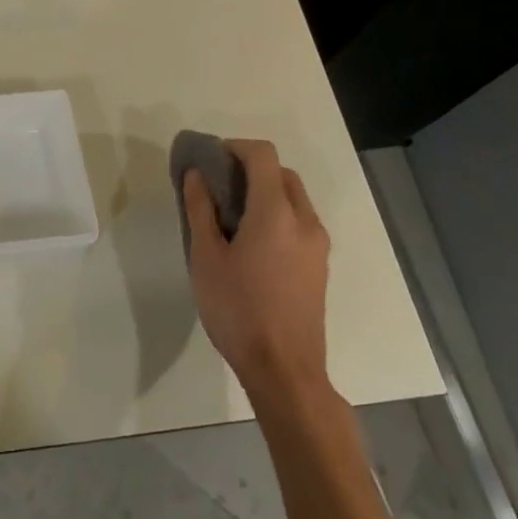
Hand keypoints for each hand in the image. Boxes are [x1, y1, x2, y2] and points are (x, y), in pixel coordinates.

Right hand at [183, 139, 332, 405]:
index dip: (235, 147)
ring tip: (231, 216)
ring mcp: (318, 245)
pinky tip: (251, 243)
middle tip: (218, 187)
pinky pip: (300, 221)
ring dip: (265, 192)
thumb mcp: (205, 258)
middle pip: (282, 173)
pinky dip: (277, 214)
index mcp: (276, 213)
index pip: (263, 156)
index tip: (210, 159)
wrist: (285, 371)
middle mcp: (305, 221)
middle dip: (250, 169)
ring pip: (294, 198)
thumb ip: (201, 209)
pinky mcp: (320, 265)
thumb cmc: (238, 310)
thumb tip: (197, 175)